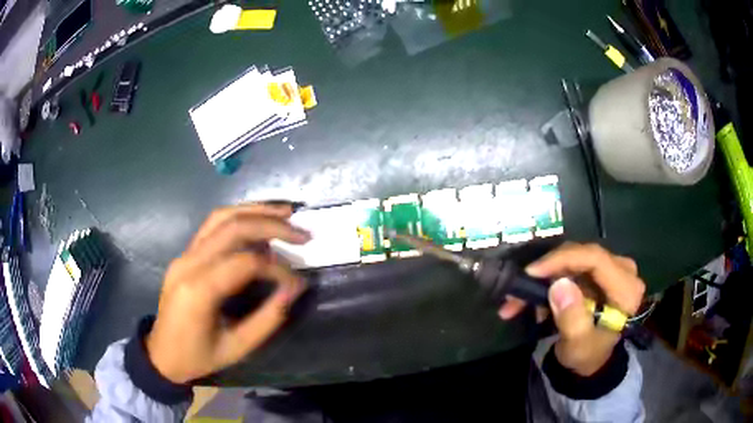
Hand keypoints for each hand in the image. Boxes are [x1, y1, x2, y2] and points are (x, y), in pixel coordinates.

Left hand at [145, 203, 310, 383]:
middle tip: (302, 233)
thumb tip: (295, 288)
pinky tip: (258, 221)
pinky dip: (239, 218)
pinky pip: (212, 226)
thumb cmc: (198, 357)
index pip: (245, 262)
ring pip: (221, 217)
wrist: (162, 354)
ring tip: (285, 212)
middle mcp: (188, 263)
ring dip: (255, 211)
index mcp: (199, 290)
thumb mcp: (237, 348)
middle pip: (233, 228)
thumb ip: (268, 319)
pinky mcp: (185, 254)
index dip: (277, 268)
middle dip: (272, 225)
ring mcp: (184, 254)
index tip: (297, 280)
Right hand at [499, 243, 644, 375]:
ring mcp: (612, 268)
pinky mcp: (600, 271)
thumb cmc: (588, 355)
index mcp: (626, 289)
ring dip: (545, 278)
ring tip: (518, 301)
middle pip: (582, 256)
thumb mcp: (578, 345)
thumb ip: (572, 318)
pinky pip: (572, 266)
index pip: (596, 259)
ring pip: (573, 260)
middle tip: (518, 288)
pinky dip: (550, 280)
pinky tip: (535, 301)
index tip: (532, 272)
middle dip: (548, 271)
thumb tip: (559, 284)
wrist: (593, 360)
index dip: (563, 260)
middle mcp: (623, 271)